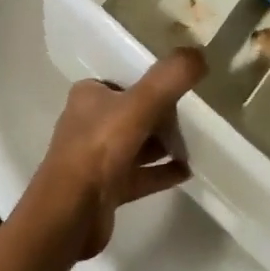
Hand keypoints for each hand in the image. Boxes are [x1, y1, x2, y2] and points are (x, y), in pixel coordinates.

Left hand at [30, 47, 205, 259]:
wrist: (70, 215)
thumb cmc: (100, 148)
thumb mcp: (140, 104)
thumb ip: (170, 77)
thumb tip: (199, 54)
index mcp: (89, 95)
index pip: (127, 81)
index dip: (154, 84)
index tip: (181, 89)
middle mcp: (89, 123)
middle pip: (135, 112)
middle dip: (163, 116)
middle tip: (190, 121)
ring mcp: (96, 158)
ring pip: (137, 144)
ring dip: (163, 144)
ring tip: (192, 145)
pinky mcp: (105, 189)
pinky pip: (140, 174)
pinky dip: (162, 171)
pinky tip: (186, 171)